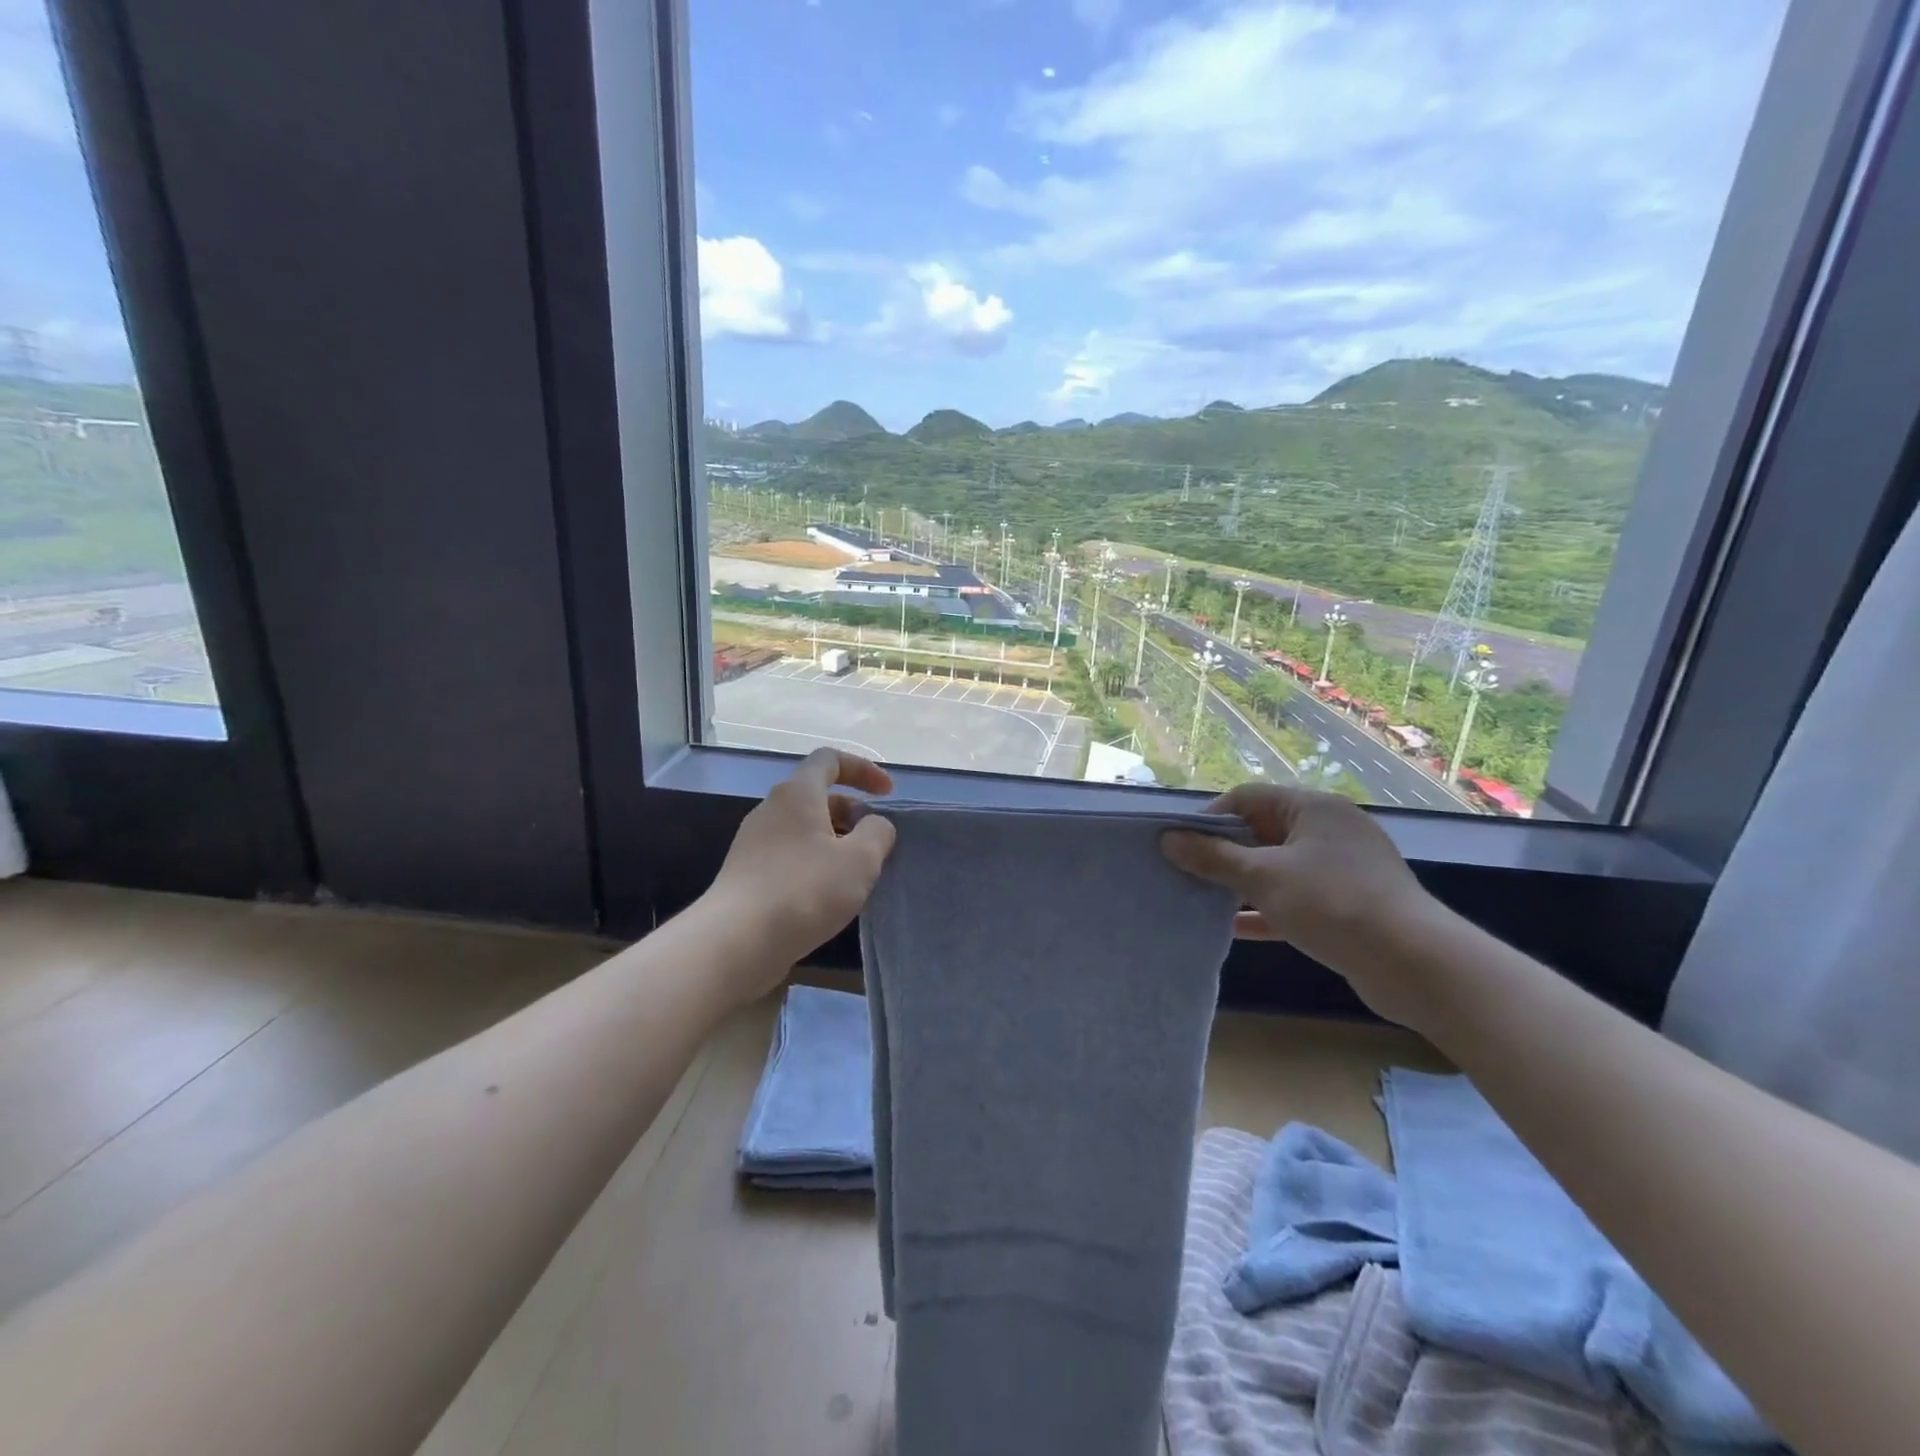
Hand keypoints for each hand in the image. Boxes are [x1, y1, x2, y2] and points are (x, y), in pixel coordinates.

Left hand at [703, 749, 897, 996]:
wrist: (736, 941)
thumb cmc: (805, 890)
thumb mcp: (860, 860)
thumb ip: (877, 833)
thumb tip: (874, 824)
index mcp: (797, 794)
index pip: (829, 760)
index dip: (863, 769)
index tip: (887, 794)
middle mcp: (771, 809)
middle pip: (816, 795)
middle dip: (851, 812)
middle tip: (874, 842)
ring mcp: (753, 842)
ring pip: (802, 829)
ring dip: (834, 841)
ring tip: (855, 873)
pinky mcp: (746, 873)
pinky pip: (788, 855)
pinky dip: (814, 863)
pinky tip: (827, 896)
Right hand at [1161, 783, 1438, 1024]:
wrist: (1414, 964)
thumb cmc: (1332, 903)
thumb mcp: (1263, 877)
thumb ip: (1213, 858)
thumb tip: (1168, 840)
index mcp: (1313, 808)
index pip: (1247, 797)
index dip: (1210, 818)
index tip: (1180, 844)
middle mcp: (1329, 830)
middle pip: (1261, 831)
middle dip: (1222, 852)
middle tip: (1185, 872)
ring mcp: (1342, 869)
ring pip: (1278, 868)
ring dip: (1241, 883)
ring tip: (1202, 898)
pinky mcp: (1349, 905)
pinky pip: (1296, 898)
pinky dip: (1266, 909)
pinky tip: (1234, 929)